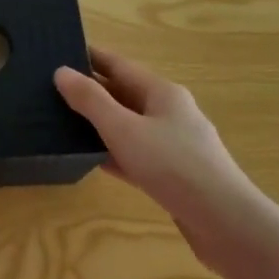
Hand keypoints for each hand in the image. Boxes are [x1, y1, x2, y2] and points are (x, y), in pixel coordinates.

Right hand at [55, 48, 269, 270]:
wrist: (226, 225)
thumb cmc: (172, 166)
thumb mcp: (123, 129)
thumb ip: (90, 101)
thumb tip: (61, 72)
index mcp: (162, 92)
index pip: (118, 64)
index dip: (89, 57)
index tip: (59, 52)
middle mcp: (171, 112)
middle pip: (124, 94)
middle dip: (91, 91)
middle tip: (52, 90)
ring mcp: (175, 145)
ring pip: (130, 126)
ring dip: (101, 123)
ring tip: (64, 123)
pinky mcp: (175, 176)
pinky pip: (137, 155)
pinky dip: (115, 152)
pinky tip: (92, 160)